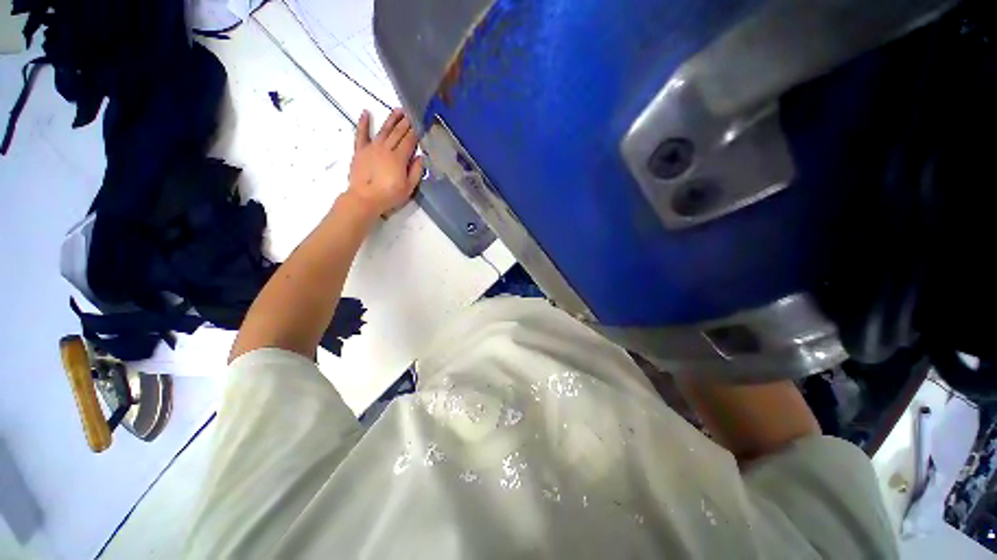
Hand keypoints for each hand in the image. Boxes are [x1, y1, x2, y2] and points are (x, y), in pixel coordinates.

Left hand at [347, 109, 424, 216]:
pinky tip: (366, 113)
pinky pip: (361, 134)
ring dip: (391, 119)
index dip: (415, 132)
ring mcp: (372, 148)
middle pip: (397, 133)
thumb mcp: (408, 188)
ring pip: (384, 130)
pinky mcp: (360, 150)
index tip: (420, 124)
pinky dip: (363, 123)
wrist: (365, 198)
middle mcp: (386, 149)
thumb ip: (416, 171)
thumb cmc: (389, 195)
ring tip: (398, 110)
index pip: (409, 141)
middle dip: (405, 123)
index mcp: (399, 158)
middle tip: (411, 113)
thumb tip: (421, 157)